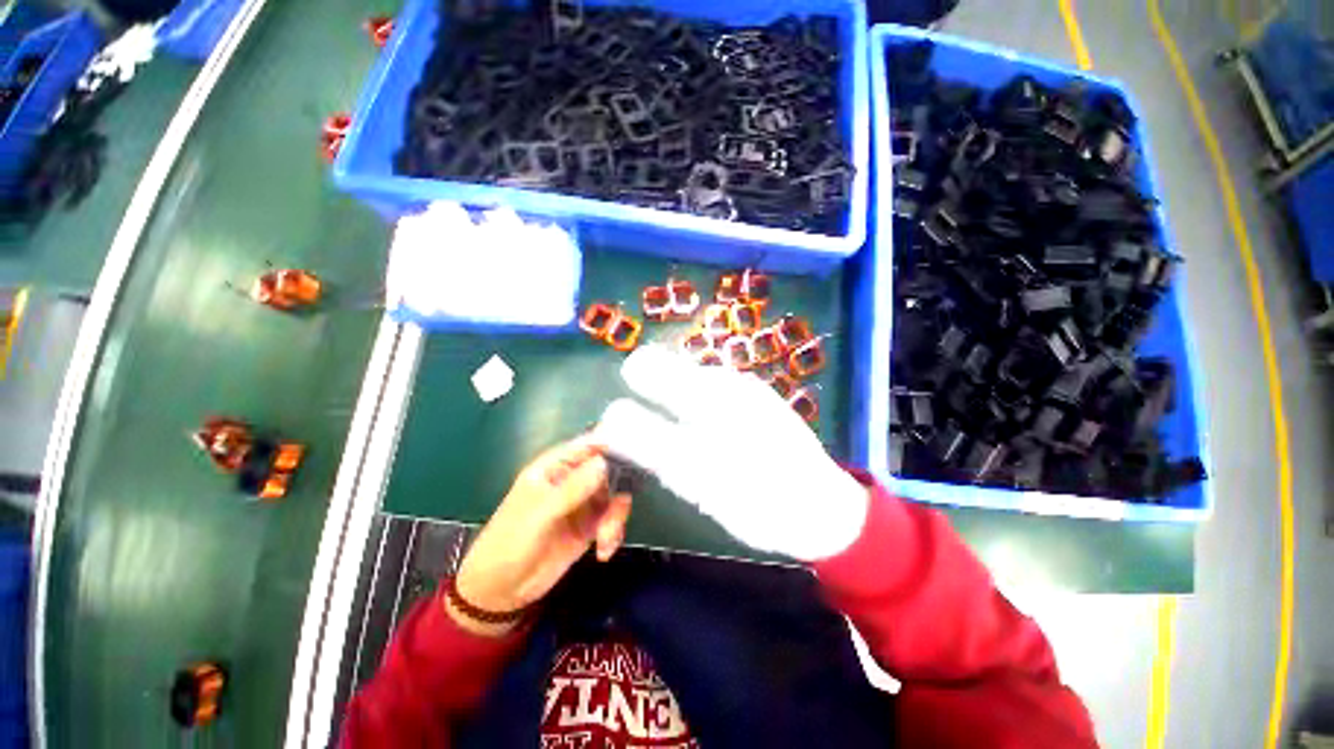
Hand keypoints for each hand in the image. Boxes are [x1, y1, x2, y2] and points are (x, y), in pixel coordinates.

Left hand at [452, 437, 631, 632]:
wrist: (502, 585)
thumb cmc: (512, 541)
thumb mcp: (541, 513)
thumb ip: (573, 489)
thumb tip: (605, 461)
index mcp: (550, 470)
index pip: (586, 447)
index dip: (611, 446)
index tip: (640, 453)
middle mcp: (566, 485)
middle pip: (607, 475)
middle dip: (618, 492)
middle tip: (617, 513)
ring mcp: (577, 510)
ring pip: (611, 502)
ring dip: (616, 520)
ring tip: (605, 541)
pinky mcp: (584, 534)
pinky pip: (609, 525)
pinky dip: (613, 536)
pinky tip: (604, 553)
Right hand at [596, 346, 868, 561]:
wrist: (825, 514)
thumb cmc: (760, 496)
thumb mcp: (695, 473)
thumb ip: (648, 440)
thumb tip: (606, 418)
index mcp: (710, 388)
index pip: (646, 368)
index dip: (626, 399)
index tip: (619, 441)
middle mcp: (728, 383)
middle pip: (667, 381)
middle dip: (647, 412)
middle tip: (651, 459)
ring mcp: (747, 399)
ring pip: (689, 398)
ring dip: (672, 423)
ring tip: (679, 467)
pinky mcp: (760, 418)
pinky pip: (712, 413)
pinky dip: (697, 432)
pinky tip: (709, 463)